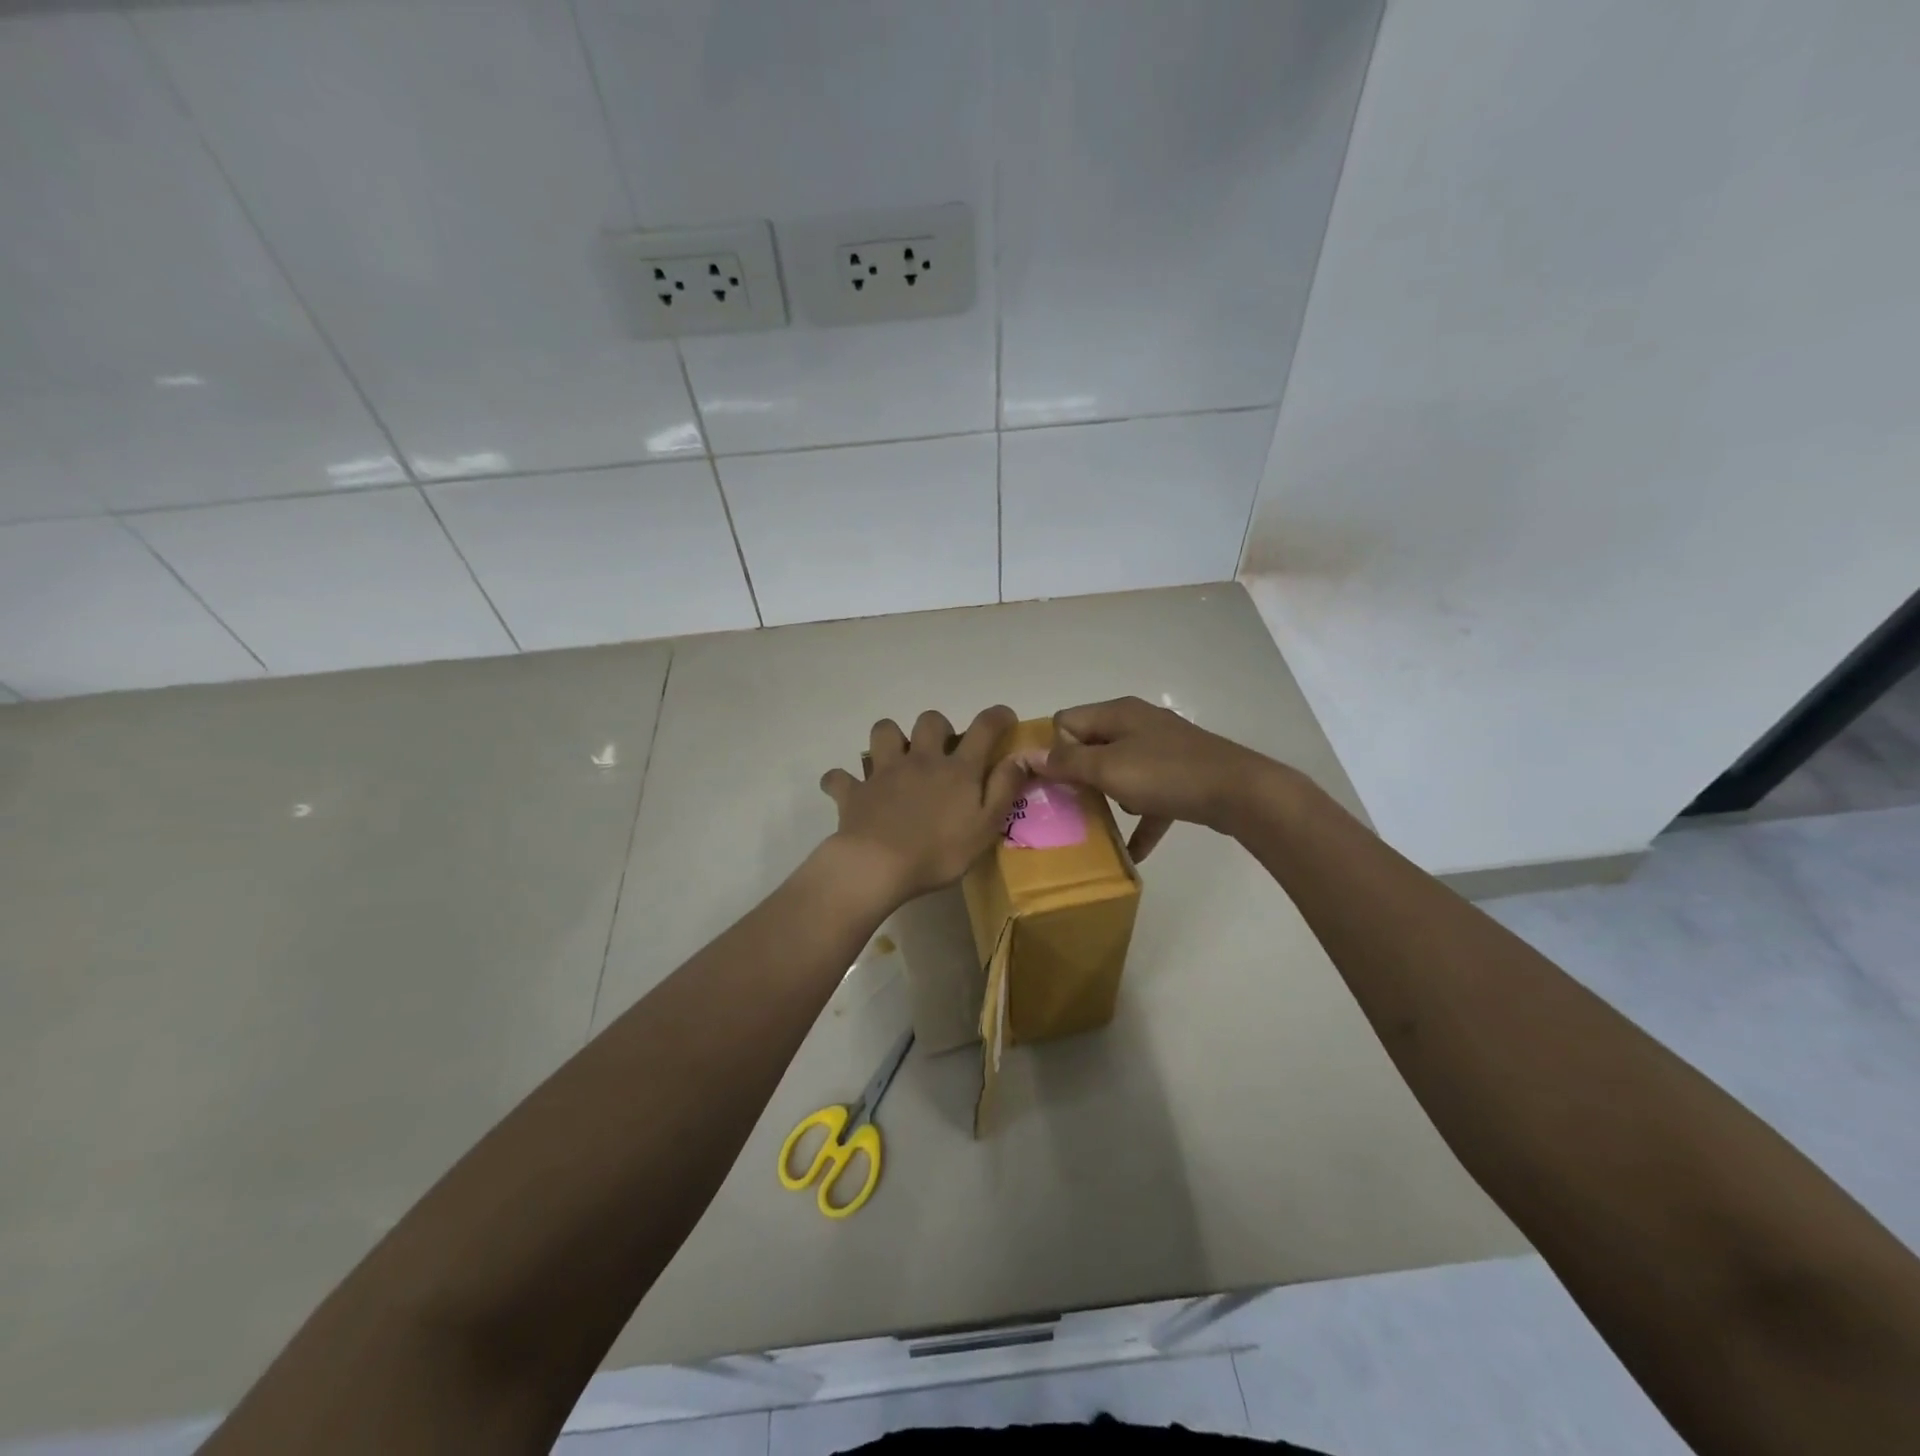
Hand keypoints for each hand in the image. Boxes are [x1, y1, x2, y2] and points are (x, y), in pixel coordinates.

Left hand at [819, 705, 1028, 906]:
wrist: (878, 866)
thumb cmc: (939, 852)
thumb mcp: (986, 826)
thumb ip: (1004, 789)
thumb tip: (1020, 757)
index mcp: (956, 769)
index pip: (983, 729)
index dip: (997, 717)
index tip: (1004, 717)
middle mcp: (920, 760)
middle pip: (930, 721)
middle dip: (938, 727)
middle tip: (941, 750)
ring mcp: (883, 772)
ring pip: (884, 731)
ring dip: (890, 738)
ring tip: (896, 758)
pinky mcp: (854, 791)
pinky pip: (839, 777)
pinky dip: (842, 781)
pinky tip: (850, 790)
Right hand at [1044, 697, 1281, 860]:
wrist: (1239, 792)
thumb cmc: (1166, 774)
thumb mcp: (1108, 768)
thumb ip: (1066, 762)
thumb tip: (1026, 754)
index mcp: (1117, 713)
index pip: (1067, 721)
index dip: (1053, 749)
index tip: (1049, 782)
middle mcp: (1138, 724)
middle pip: (1092, 746)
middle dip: (1077, 776)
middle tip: (1063, 807)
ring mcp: (1162, 750)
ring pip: (1120, 771)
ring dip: (1108, 796)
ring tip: (1094, 825)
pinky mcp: (1181, 776)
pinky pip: (1150, 797)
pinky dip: (1140, 819)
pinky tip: (1131, 851)